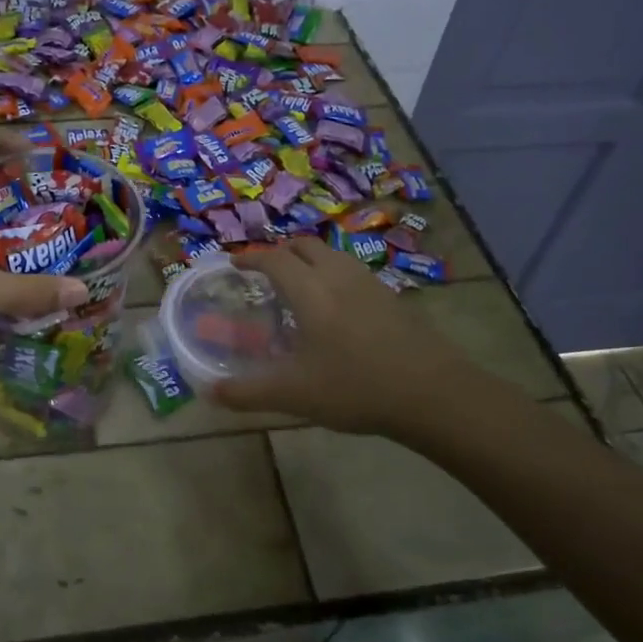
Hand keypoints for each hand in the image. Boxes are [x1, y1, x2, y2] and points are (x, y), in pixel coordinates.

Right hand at [212, 237, 473, 433]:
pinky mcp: (392, 298)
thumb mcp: (294, 395)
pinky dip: (333, 276)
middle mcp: (339, 276)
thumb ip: (248, 393)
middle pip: (305, 246)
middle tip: (264, 273)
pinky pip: (353, 272)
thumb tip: (210, 393)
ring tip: (299, 286)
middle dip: (280, 252)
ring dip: (310, 261)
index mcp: (311, 291)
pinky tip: (336, 309)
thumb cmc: (355, 388)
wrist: (432, 393)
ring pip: (333, 255)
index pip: (274, 259)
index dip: (251, 258)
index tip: (234, 265)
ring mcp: (370, 284)